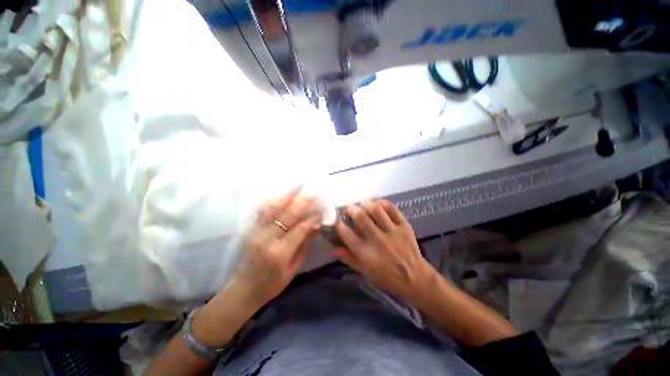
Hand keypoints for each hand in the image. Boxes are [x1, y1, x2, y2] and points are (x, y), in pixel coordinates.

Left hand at [234, 186, 320, 304]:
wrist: (245, 289)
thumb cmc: (273, 283)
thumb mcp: (293, 268)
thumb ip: (304, 245)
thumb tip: (315, 226)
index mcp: (280, 253)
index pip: (299, 229)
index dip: (311, 219)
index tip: (320, 211)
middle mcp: (267, 240)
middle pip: (287, 215)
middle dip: (301, 202)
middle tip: (312, 191)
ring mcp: (256, 233)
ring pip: (273, 209)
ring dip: (286, 195)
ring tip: (297, 185)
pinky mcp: (251, 230)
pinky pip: (263, 211)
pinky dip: (273, 200)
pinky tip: (282, 193)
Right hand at [333, 200, 433, 300]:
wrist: (415, 278)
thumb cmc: (386, 277)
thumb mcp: (364, 271)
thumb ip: (348, 258)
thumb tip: (332, 250)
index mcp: (365, 253)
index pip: (346, 233)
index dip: (338, 223)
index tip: (336, 218)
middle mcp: (377, 240)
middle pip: (361, 217)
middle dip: (352, 209)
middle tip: (350, 209)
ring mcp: (392, 231)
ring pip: (376, 210)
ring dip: (366, 204)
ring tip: (363, 205)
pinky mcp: (404, 226)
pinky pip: (392, 209)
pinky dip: (383, 203)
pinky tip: (378, 204)